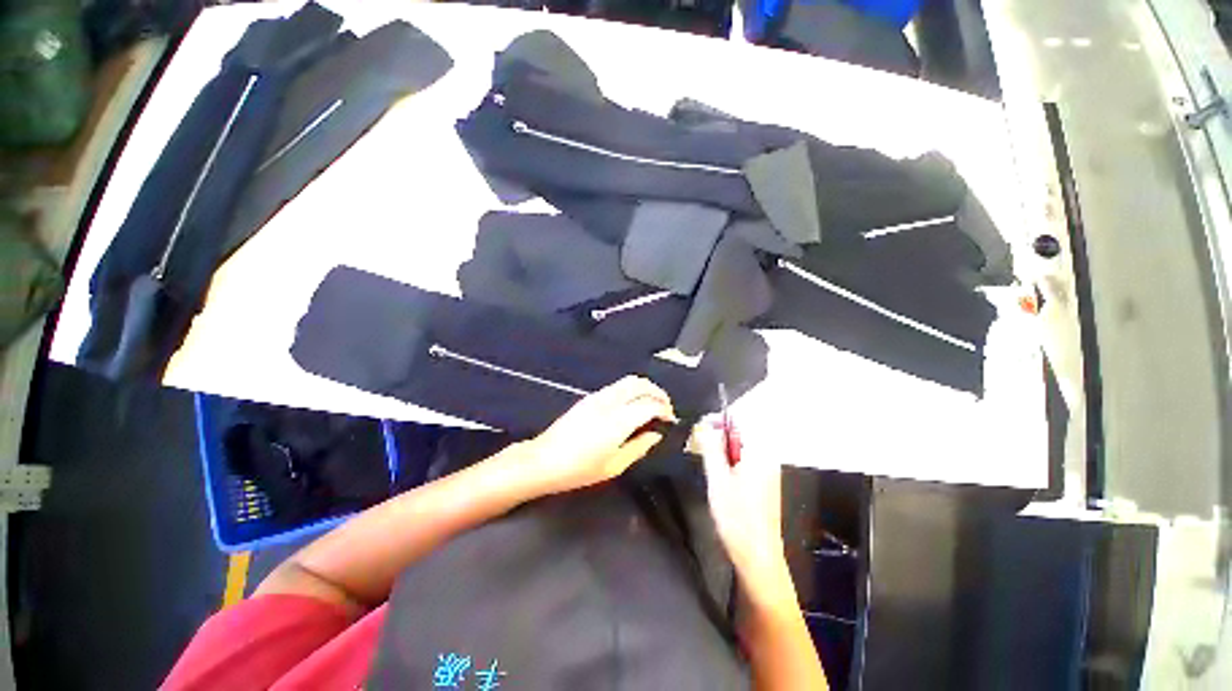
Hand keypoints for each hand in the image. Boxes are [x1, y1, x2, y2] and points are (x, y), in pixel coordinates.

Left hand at [526, 376, 676, 494]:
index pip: (649, 404)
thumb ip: (638, 447)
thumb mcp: (613, 466)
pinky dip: (632, 389)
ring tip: (652, 403)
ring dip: (645, 388)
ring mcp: (598, 397)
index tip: (671, 419)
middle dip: (658, 392)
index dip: (664, 409)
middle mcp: (610, 402)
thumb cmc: (579, 470)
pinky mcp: (589, 397)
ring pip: (628, 381)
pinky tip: (633, 404)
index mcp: (618, 421)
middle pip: (640, 384)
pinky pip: (617, 386)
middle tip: (666, 407)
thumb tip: (655, 434)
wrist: (543, 460)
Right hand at [697, 418, 790, 595]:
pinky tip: (721, 474)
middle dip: (719, 434)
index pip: (739, 421)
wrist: (757, 554)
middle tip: (700, 444)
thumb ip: (710, 447)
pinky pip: (746, 458)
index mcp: (759, 452)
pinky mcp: (766, 480)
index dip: (718, 419)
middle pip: (741, 432)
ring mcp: (769, 469)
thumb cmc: (737, 517)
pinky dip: (731, 459)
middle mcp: (768, 457)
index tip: (701, 427)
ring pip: (742, 446)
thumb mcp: (717, 478)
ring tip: (708, 459)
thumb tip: (705, 425)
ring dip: (724, 447)